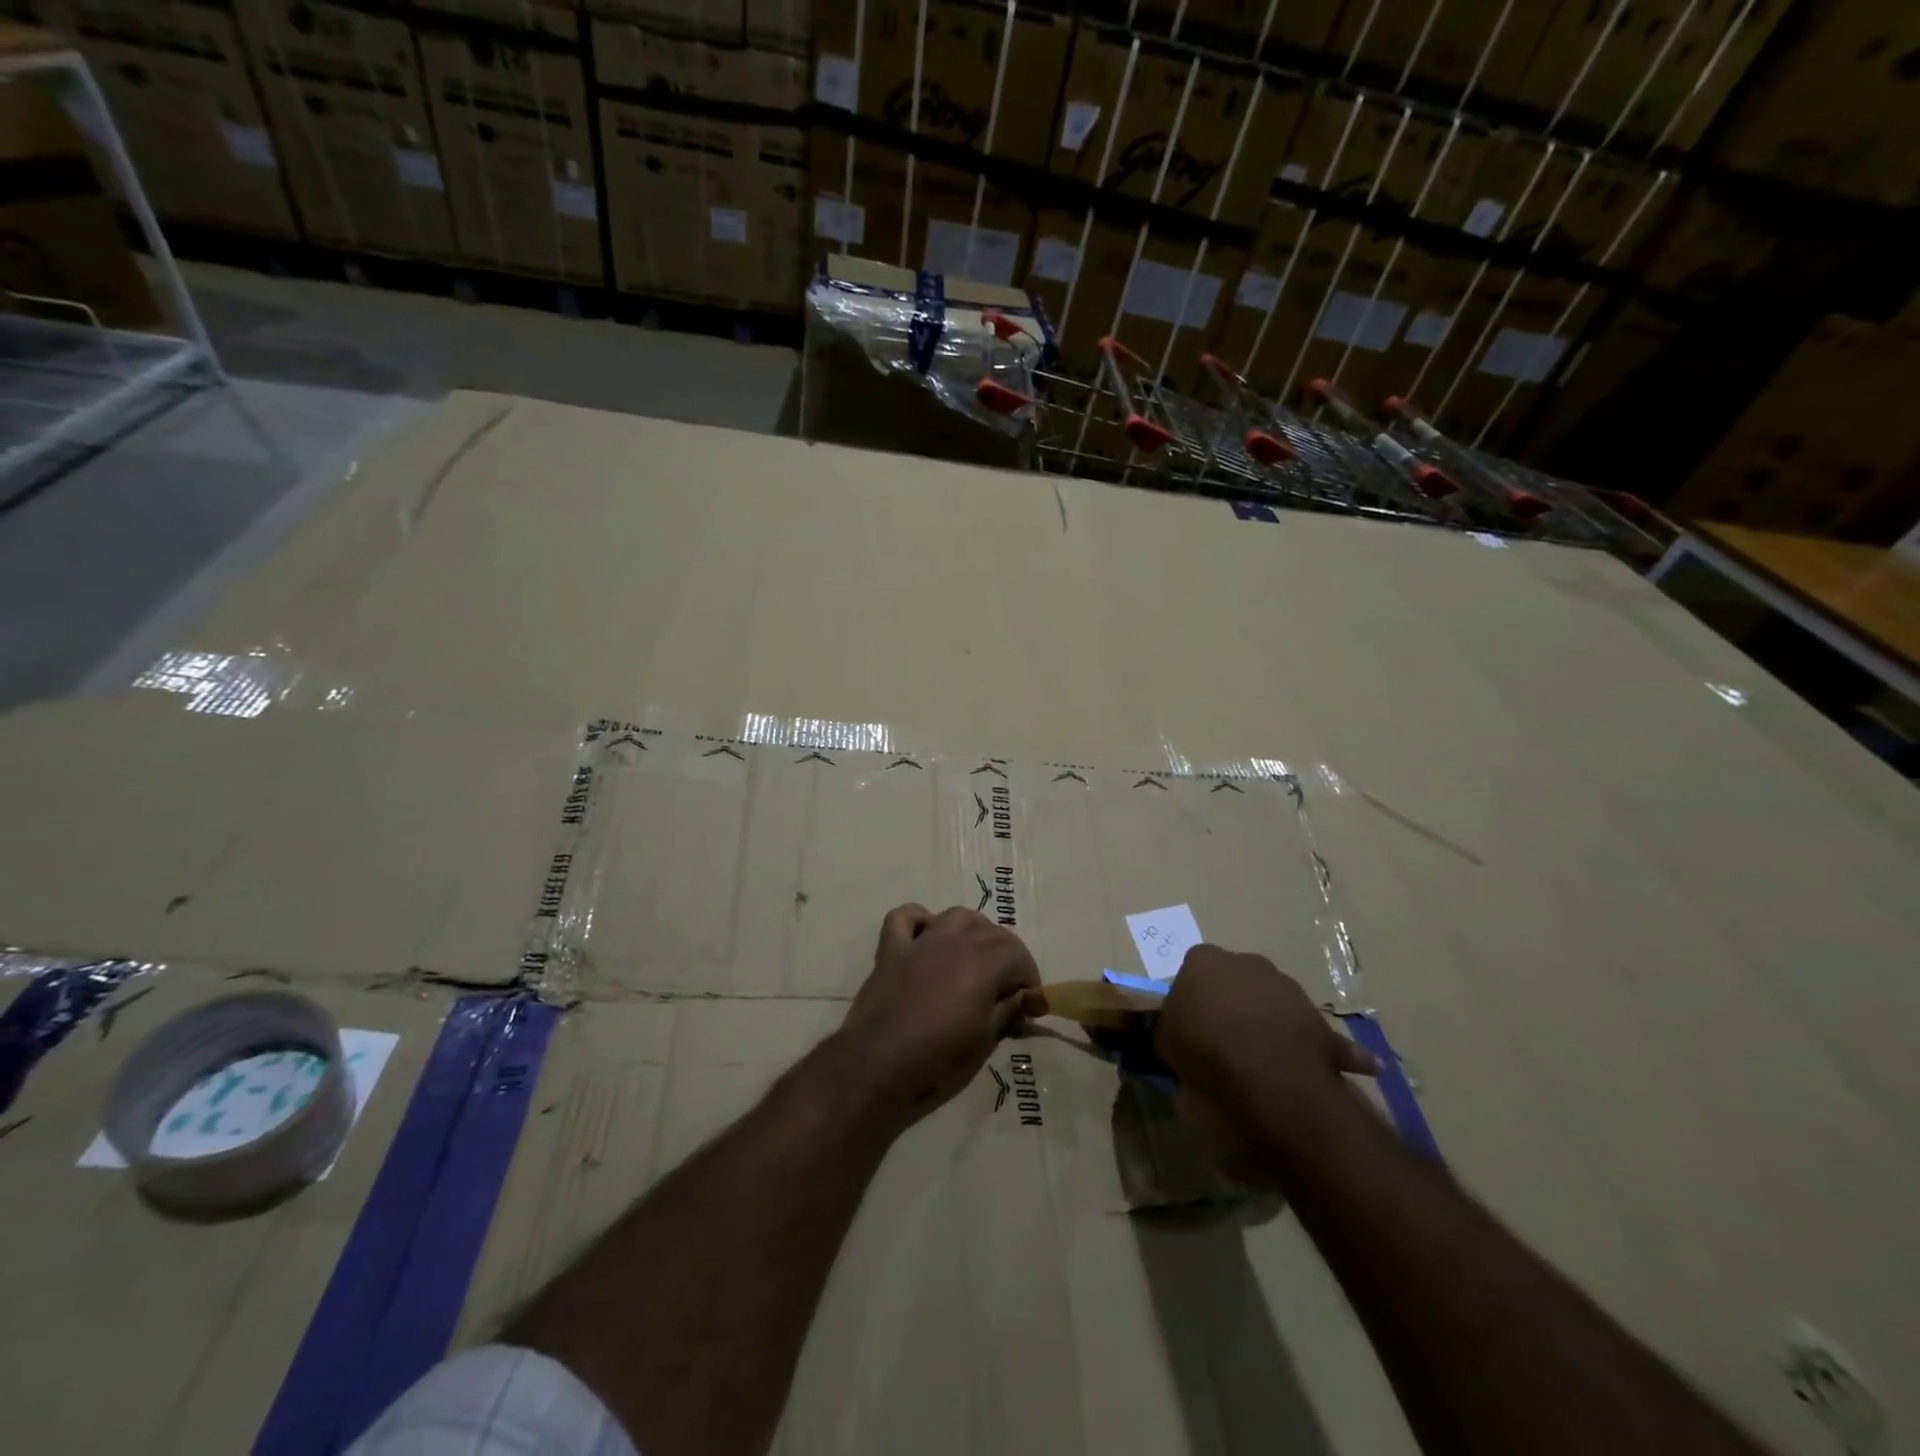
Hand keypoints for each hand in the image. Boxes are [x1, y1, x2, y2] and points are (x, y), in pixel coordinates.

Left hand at [835, 904, 1043, 1128]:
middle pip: (992, 932)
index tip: (1029, 1004)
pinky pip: (905, 917)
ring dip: (972, 930)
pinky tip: (926, 937)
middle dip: (1008, 956)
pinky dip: (919, 920)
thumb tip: (1022, 999)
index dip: (1029, 978)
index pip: (1018, 954)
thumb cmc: (937, 1058)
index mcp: (983, 963)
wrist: (877, 1064)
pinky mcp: (891, 949)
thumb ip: (1006, 1011)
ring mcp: (921, 942)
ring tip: (974, 957)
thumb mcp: (984, 1040)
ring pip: (956, 916)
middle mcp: (955, 942)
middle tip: (1007, 989)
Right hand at [1156, 945, 1376, 1186]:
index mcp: (1205, 960)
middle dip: (1234, 1000)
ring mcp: (1289, 988)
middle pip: (1239, 978)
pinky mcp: (1319, 1020)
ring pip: (1276, 1001)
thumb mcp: (1166, 1038)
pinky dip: (1323, 1048)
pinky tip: (1329, 1069)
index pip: (1195, 966)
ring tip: (1262, 1057)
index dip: (1194, 993)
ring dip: (1271, 1021)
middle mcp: (1249, 962)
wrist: (1265, 1073)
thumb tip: (1179, 1030)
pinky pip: (1317, 1034)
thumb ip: (1172, 1026)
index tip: (1191, 1019)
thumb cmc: (1203, 1046)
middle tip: (1225, 1035)